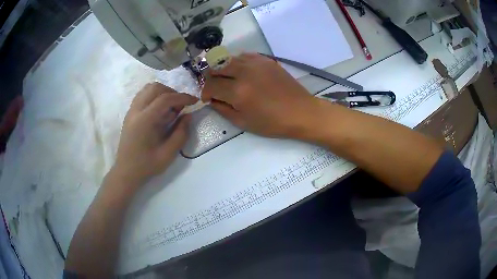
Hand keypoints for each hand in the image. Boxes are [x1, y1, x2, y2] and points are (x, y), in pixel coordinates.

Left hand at [113, 83, 197, 187]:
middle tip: (181, 106)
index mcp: (145, 121)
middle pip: (155, 88)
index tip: (194, 101)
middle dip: (172, 93)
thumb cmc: (147, 165)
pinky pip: (142, 95)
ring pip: (148, 88)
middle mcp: (136, 110)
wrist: (126, 171)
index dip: (182, 97)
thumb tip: (188, 116)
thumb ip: (181, 133)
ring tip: (170, 107)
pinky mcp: (130, 113)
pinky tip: (159, 110)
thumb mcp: (168, 154)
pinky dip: (154, 96)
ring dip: (162, 93)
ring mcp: (131, 110)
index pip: (165, 99)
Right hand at [202, 53, 323, 138]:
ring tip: (227, 79)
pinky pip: (243, 55)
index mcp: (238, 91)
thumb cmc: (272, 123)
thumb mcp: (243, 122)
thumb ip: (222, 109)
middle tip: (215, 86)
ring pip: (228, 58)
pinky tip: (242, 72)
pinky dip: (237, 62)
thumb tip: (212, 99)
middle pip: (215, 66)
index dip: (205, 92)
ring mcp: (256, 63)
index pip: (210, 85)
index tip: (208, 98)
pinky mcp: (265, 59)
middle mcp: (244, 72)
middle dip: (210, 77)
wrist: (300, 112)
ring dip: (222, 68)